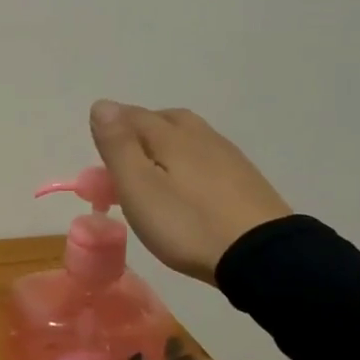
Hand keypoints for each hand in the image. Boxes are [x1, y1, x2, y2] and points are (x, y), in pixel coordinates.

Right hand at [89, 101, 292, 283]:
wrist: (261, 255)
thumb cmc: (187, 223)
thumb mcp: (139, 187)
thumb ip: (118, 146)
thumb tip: (101, 104)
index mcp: (170, 135)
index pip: (132, 115)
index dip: (110, 128)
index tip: (97, 153)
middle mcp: (200, 135)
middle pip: (163, 120)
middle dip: (138, 132)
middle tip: (123, 162)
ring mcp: (227, 155)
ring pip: (187, 137)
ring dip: (164, 147)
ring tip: (152, 175)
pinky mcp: (245, 179)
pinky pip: (206, 157)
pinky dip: (187, 164)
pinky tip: (187, 187)